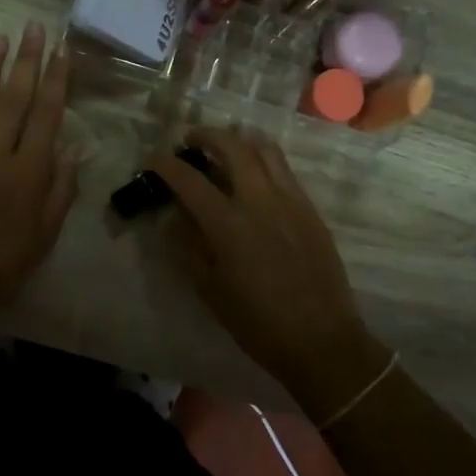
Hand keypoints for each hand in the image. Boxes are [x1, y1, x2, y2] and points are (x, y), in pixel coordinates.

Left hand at [0, 23, 79, 323]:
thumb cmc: (0, 265)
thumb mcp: (44, 236)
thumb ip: (60, 190)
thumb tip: (72, 149)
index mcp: (28, 171)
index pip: (46, 114)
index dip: (56, 79)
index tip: (62, 50)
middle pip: (15, 98)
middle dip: (27, 60)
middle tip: (34, 27)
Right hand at [147, 127, 387, 420]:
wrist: (322, 340)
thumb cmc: (258, 323)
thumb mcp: (210, 291)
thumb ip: (187, 248)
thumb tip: (172, 218)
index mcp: (229, 225)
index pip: (190, 180)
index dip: (166, 164)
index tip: (153, 159)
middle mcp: (260, 201)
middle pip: (232, 147)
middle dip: (206, 136)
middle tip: (191, 141)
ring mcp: (291, 200)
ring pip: (264, 149)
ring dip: (239, 141)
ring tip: (225, 150)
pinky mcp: (310, 208)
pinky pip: (284, 170)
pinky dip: (263, 161)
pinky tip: (254, 178)